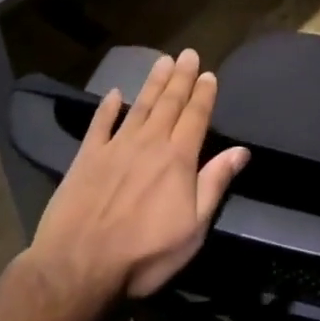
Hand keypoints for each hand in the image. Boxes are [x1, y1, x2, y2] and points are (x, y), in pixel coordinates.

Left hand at [24, 49, 249, 305]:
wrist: (78, 266)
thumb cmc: (144, 253)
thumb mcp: (193, 227)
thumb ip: (215, 183)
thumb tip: (242, 151)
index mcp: (178, 159)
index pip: (195, 116)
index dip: (204, 94)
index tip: (209, 73)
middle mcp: (149, 143)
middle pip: (169, 103)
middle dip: (181, 78)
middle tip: (188, 54)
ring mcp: (115, 147)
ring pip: (139, 106)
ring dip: (152, 83)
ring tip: (162, 61)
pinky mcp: (86, 158)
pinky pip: (99, 125)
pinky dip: (107, 108)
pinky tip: (113, 94)